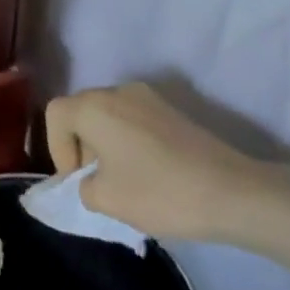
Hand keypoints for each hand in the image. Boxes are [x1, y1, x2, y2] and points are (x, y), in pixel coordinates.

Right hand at [45, 82, 272, 241]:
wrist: (234, 193)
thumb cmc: (159, 193)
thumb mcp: (105, 199)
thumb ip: (82, 186)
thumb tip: (89, 180)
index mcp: (95, 106)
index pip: (55, 114)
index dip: (56, 148)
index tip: (76, 180)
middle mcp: (119, 91)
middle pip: (82, 110)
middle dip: (80, 145)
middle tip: (96, 182)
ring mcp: (150, 97)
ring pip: (109, 114)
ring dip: (105, 142)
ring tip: (122, 179)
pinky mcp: (174, 109)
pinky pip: (135, 119)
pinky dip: (129, 140)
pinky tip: (147, 171)